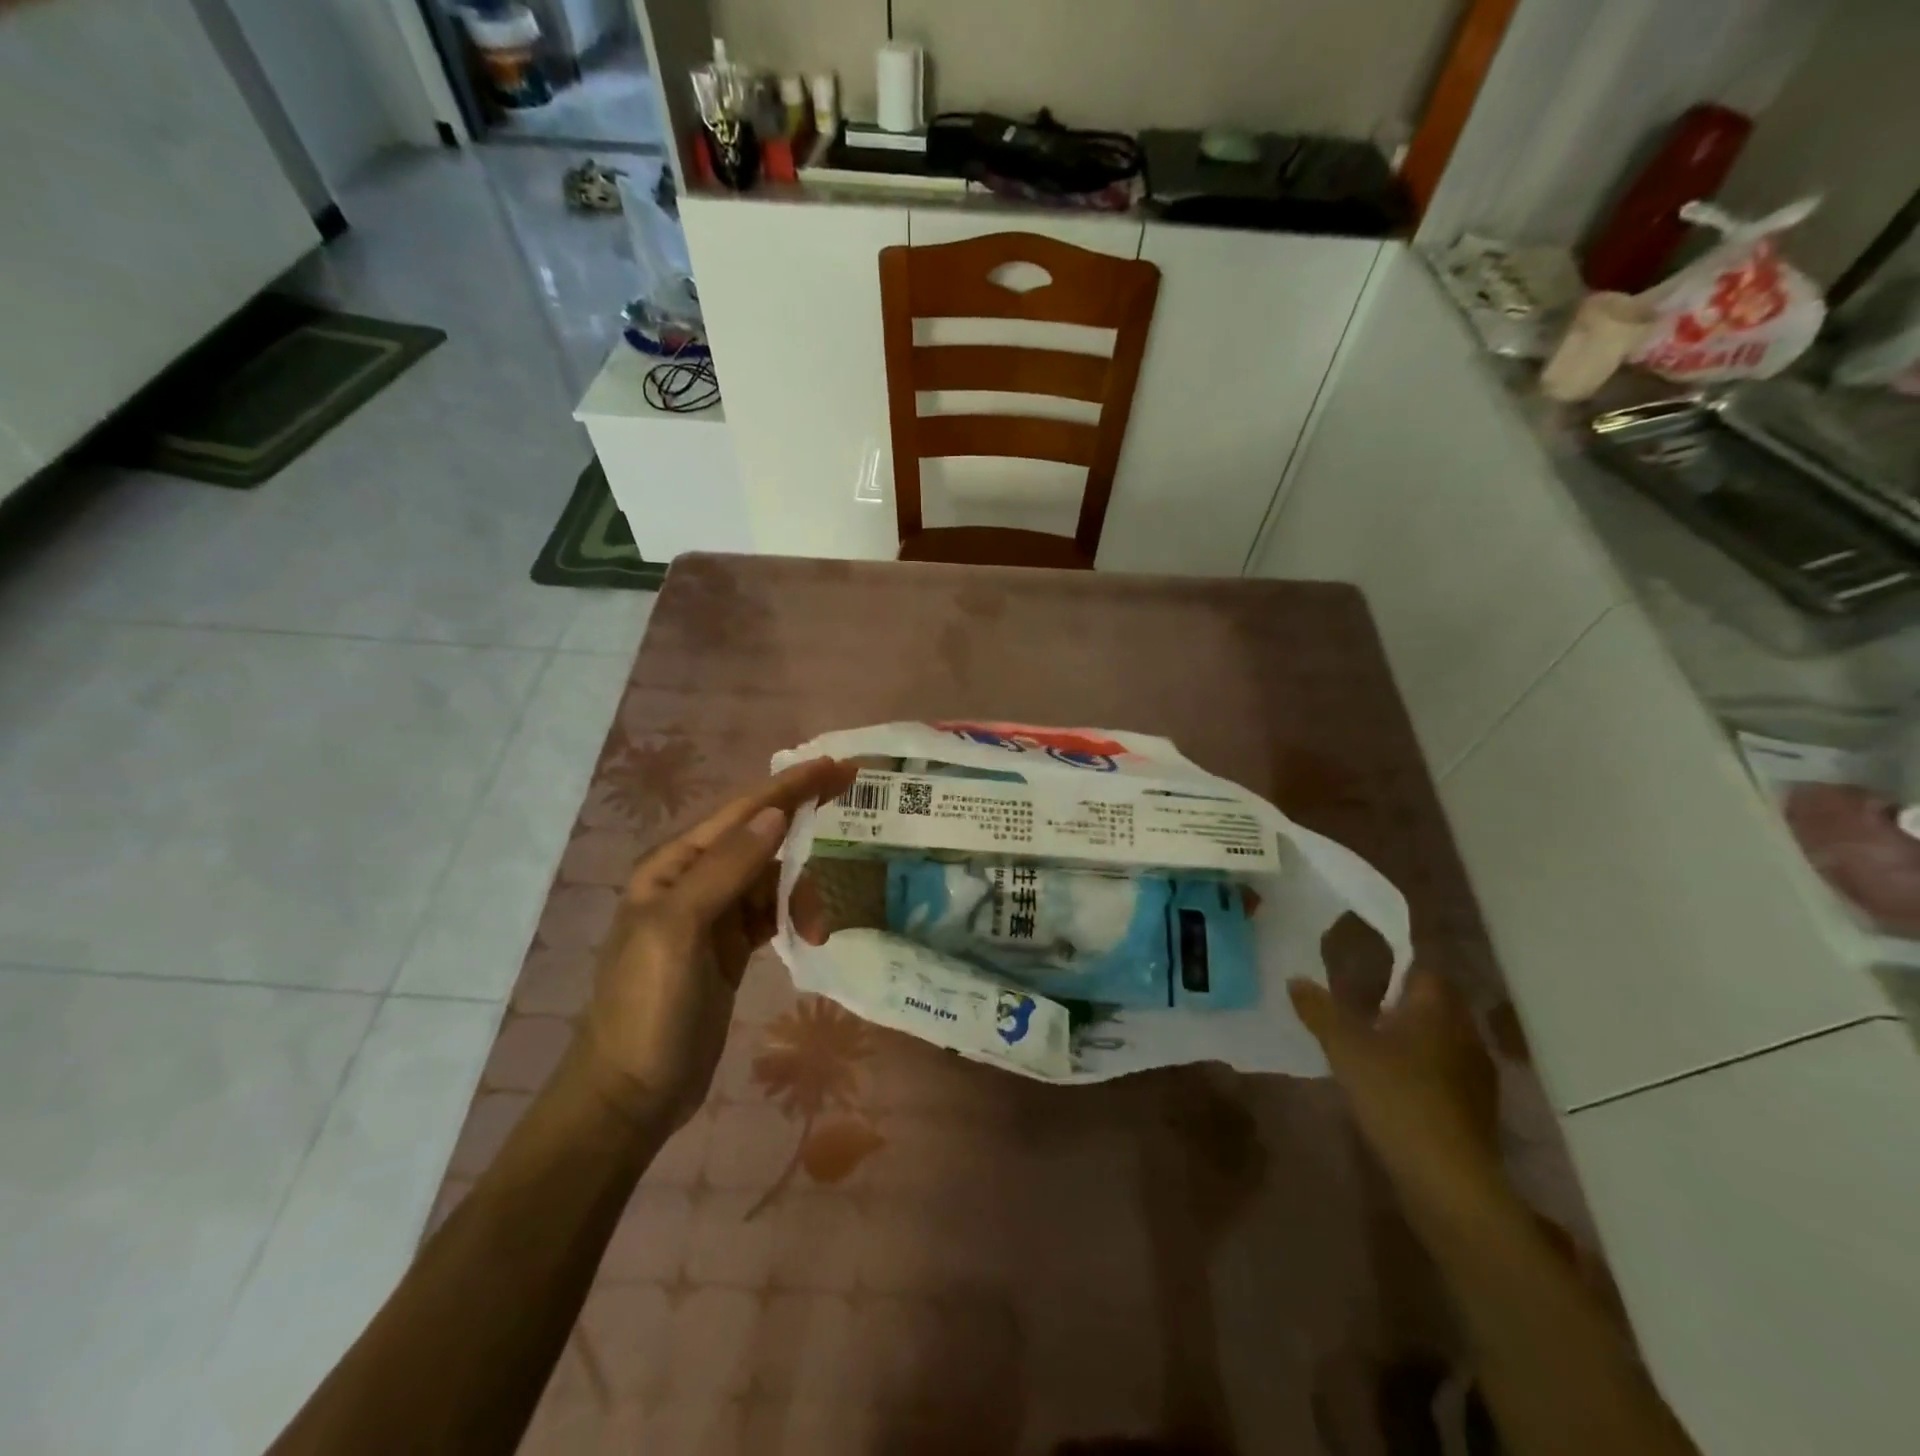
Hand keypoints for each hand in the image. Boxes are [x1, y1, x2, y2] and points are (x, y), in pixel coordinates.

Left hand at [580, 757, 854, 1127]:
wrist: (631, 1094)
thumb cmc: (648, 1008)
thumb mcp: (679, 930)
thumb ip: (727, 868)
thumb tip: (775, 812)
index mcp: (674, 865)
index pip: (743, 811)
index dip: (791, 785)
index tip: (837, 765)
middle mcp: (694, 879)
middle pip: (762, 837)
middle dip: (804, 821)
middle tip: (852, 798)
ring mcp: (714, 915)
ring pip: (773, 878)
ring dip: (803, 891)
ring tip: (820, 928)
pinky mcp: (731, 947)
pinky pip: (773, 912)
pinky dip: (795, 915)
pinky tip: (812, 933)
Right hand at [1289, 969, 1504, 1228]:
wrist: (1448, 1179)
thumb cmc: (1397, 1096)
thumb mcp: (1344, 1047)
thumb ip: (1319, 1010)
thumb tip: (1295, 979)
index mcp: (1437, 1009)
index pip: (1423, 969)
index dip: (1396, 963)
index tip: (1365, 964)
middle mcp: (1464, 1033)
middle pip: (1432, 1003)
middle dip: (1400, 1000)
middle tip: (1359, 1002)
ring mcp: (1476, 1073)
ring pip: (1439, 1038)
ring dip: (1411, 1035)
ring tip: (1371, 1041)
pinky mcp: (1476, 1108)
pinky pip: (1444, 1070)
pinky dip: (1421, 1067)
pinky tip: (1393, 1081)